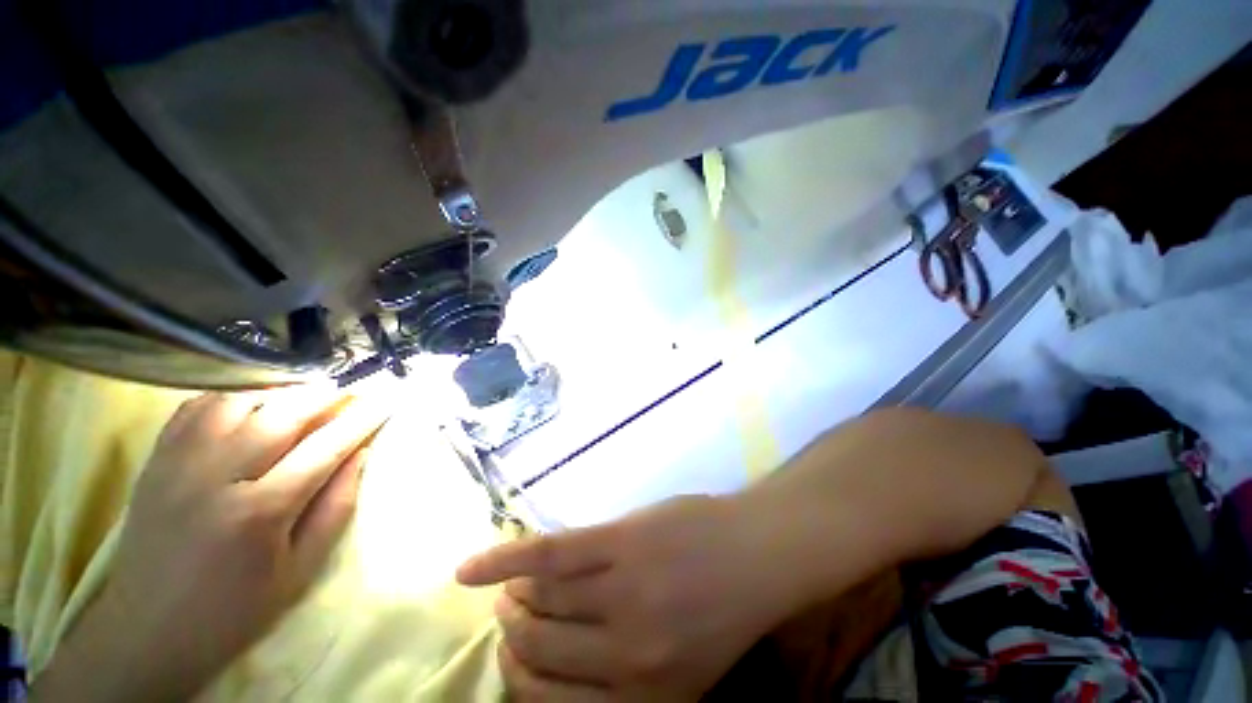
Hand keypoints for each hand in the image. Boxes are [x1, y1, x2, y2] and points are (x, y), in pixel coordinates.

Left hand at [32, 386, 390, 702]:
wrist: (147, 633)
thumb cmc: (235, 610)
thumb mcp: (301, 570)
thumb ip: (336, 506)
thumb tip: (361, 454)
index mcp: (260, 512)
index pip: (324, 448)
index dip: (361, 420)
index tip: (386, 400)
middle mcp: (216, 478)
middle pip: (280, 415)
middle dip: (325, 396)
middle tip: (351, 390)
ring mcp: (178, 465)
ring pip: (237, 402)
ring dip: (279, 393)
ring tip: (304, 398)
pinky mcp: (155, 462)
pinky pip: (195, 409)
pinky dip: (231, 397)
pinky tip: (250, 404)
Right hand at [456, 495, 806, 701]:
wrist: (758, 551)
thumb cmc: (724, 607)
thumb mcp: (685, 672)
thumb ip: (626, 682)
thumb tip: (560, 672)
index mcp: (643, 700)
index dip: (521, 680)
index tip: (512, 656)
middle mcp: (624, 655)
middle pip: (538, 648)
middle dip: (514, 634)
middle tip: (511, 614)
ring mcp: (620, 591)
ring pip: (540, 599)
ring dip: (513, 597)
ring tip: (510, 589)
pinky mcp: (618, 542)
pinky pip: (547, 555)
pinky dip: (503, 561)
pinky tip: (468, 570)